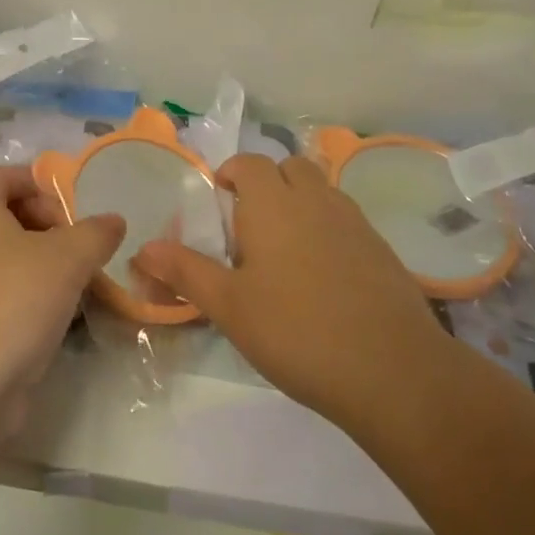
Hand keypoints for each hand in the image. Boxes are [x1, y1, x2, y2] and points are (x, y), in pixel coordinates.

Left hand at [0, 165, 123, 438]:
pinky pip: (3, 298)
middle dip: (50, 228)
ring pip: (8, 261)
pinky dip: (31, 302)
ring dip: (45, 269)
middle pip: (8, 216)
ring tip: (81, 286)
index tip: (76, 208)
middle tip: (83, 250)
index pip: (5, 175)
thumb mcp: (66, 259)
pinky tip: (60, 322)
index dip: (42, 184)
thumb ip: (95, 233)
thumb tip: (113, 220)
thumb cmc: (9, 302)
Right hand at [132, 153, 446, 429]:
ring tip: (285, 250)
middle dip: (268, 182)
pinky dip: (328, 228)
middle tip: (250, 225)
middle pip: (290, 167)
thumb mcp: (229, 306)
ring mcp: (354, 221)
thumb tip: (142, 248)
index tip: (220, 202)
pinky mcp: (382, 249)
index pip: (250, 163)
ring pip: (321, 190)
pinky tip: (323, 276)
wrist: (393, 371)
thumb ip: (185, 271)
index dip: (232, 174)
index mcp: (273, 203)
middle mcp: (315, 199)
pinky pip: (346, 219)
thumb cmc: (296, 331)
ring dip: (300, 202)